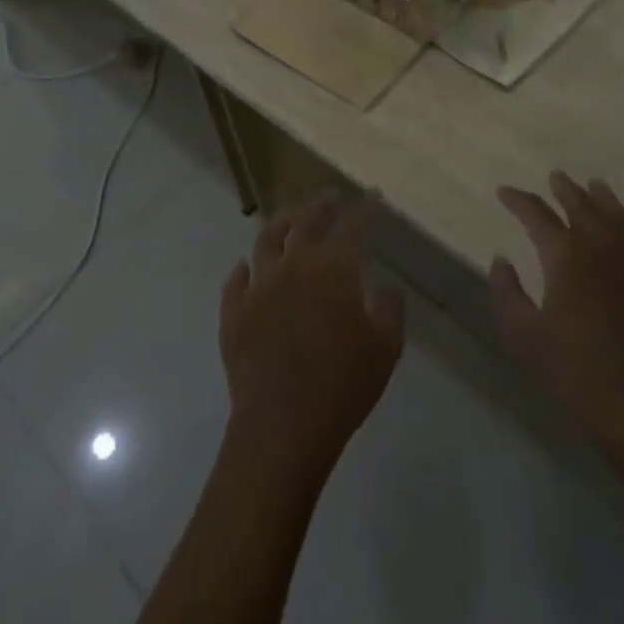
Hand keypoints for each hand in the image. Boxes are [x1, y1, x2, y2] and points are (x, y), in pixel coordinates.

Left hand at [219, 193, 405, 484]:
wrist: (281, 427)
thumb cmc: (342, 385)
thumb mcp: (385, 348)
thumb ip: (389, 309)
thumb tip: (383, 288)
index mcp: (333, 267)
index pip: (353, 224)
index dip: (365, 208)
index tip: (373, 196)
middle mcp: (293, 264)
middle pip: (306, 220)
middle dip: (322, 204)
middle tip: (332, 196)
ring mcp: (259, 287)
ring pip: (266, 240)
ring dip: (281, 224)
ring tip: (290, 218)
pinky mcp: (233, 313)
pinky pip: (235, 281)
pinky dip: (243, 270)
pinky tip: (247, 268)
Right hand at [489, 171, 623, 476]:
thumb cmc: (579, 374)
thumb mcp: (525, 339)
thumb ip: (507, 294)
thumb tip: (501, 260)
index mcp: (565, 255)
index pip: (537, 214)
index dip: (518, 200)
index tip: (504, 192)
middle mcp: (601, 246)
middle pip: (581, 205)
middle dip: (564, 189)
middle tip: (555, 176)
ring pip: (615, 216)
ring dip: (600, 197)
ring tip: (593, 184)